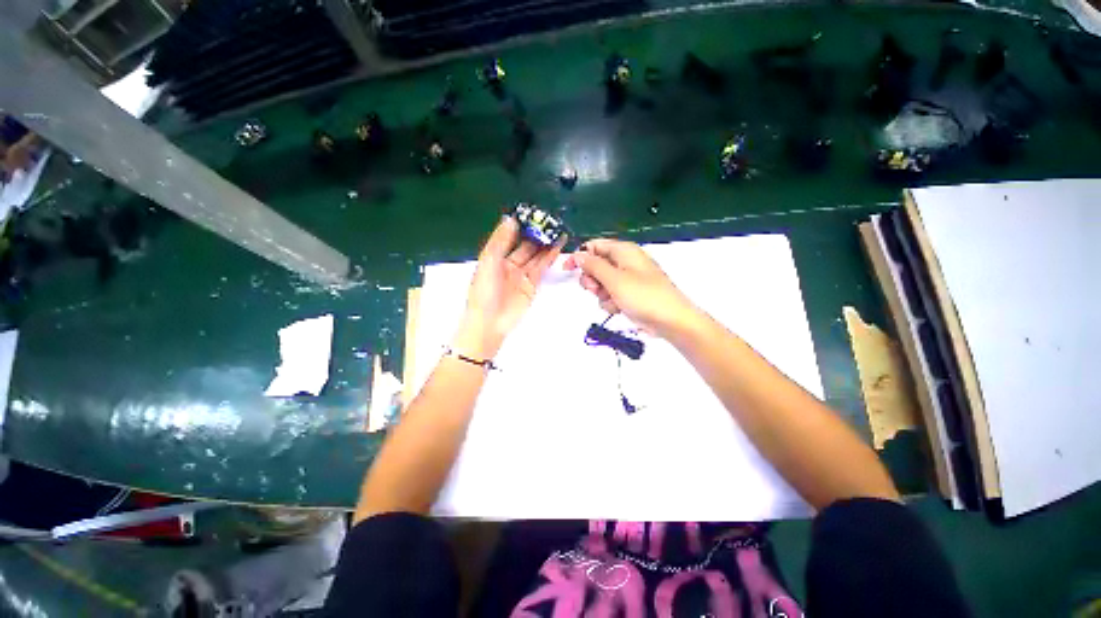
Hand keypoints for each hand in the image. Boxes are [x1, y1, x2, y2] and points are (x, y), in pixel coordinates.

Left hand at [453, 217, 563, 358]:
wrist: (489, 322)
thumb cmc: (484, 291)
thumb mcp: (489, 262)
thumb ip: (500, 241)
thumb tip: (510, 219)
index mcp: (494, 258)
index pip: (509, 237)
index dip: (520, 227)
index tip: (531, 214)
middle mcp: (508, 265)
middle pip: (524, 246)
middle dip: (536, 235)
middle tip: (549, 221)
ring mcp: (521, 275)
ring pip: (535, 256)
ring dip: (545, 245)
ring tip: (557, 231)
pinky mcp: (531, 285)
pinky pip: (540, 268)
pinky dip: (548, 258)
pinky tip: (556, 247)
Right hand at [563, 238, 699, 337]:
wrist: (671, 320)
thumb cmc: (643, 296)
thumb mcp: (614, 280)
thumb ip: (593, 266)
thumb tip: (578, 254)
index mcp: (623, 251)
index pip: (594, 246)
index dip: (580, 256)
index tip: (567, 270)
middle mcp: (625, 262)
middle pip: (596, 265)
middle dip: (592, 279)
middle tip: (596, 289)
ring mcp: (628, 279)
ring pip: (602, 282)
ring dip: (601, 293)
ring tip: (612, 300)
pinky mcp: (630, 293)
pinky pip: (611, 294)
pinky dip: (611, 301)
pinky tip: (618, 308)